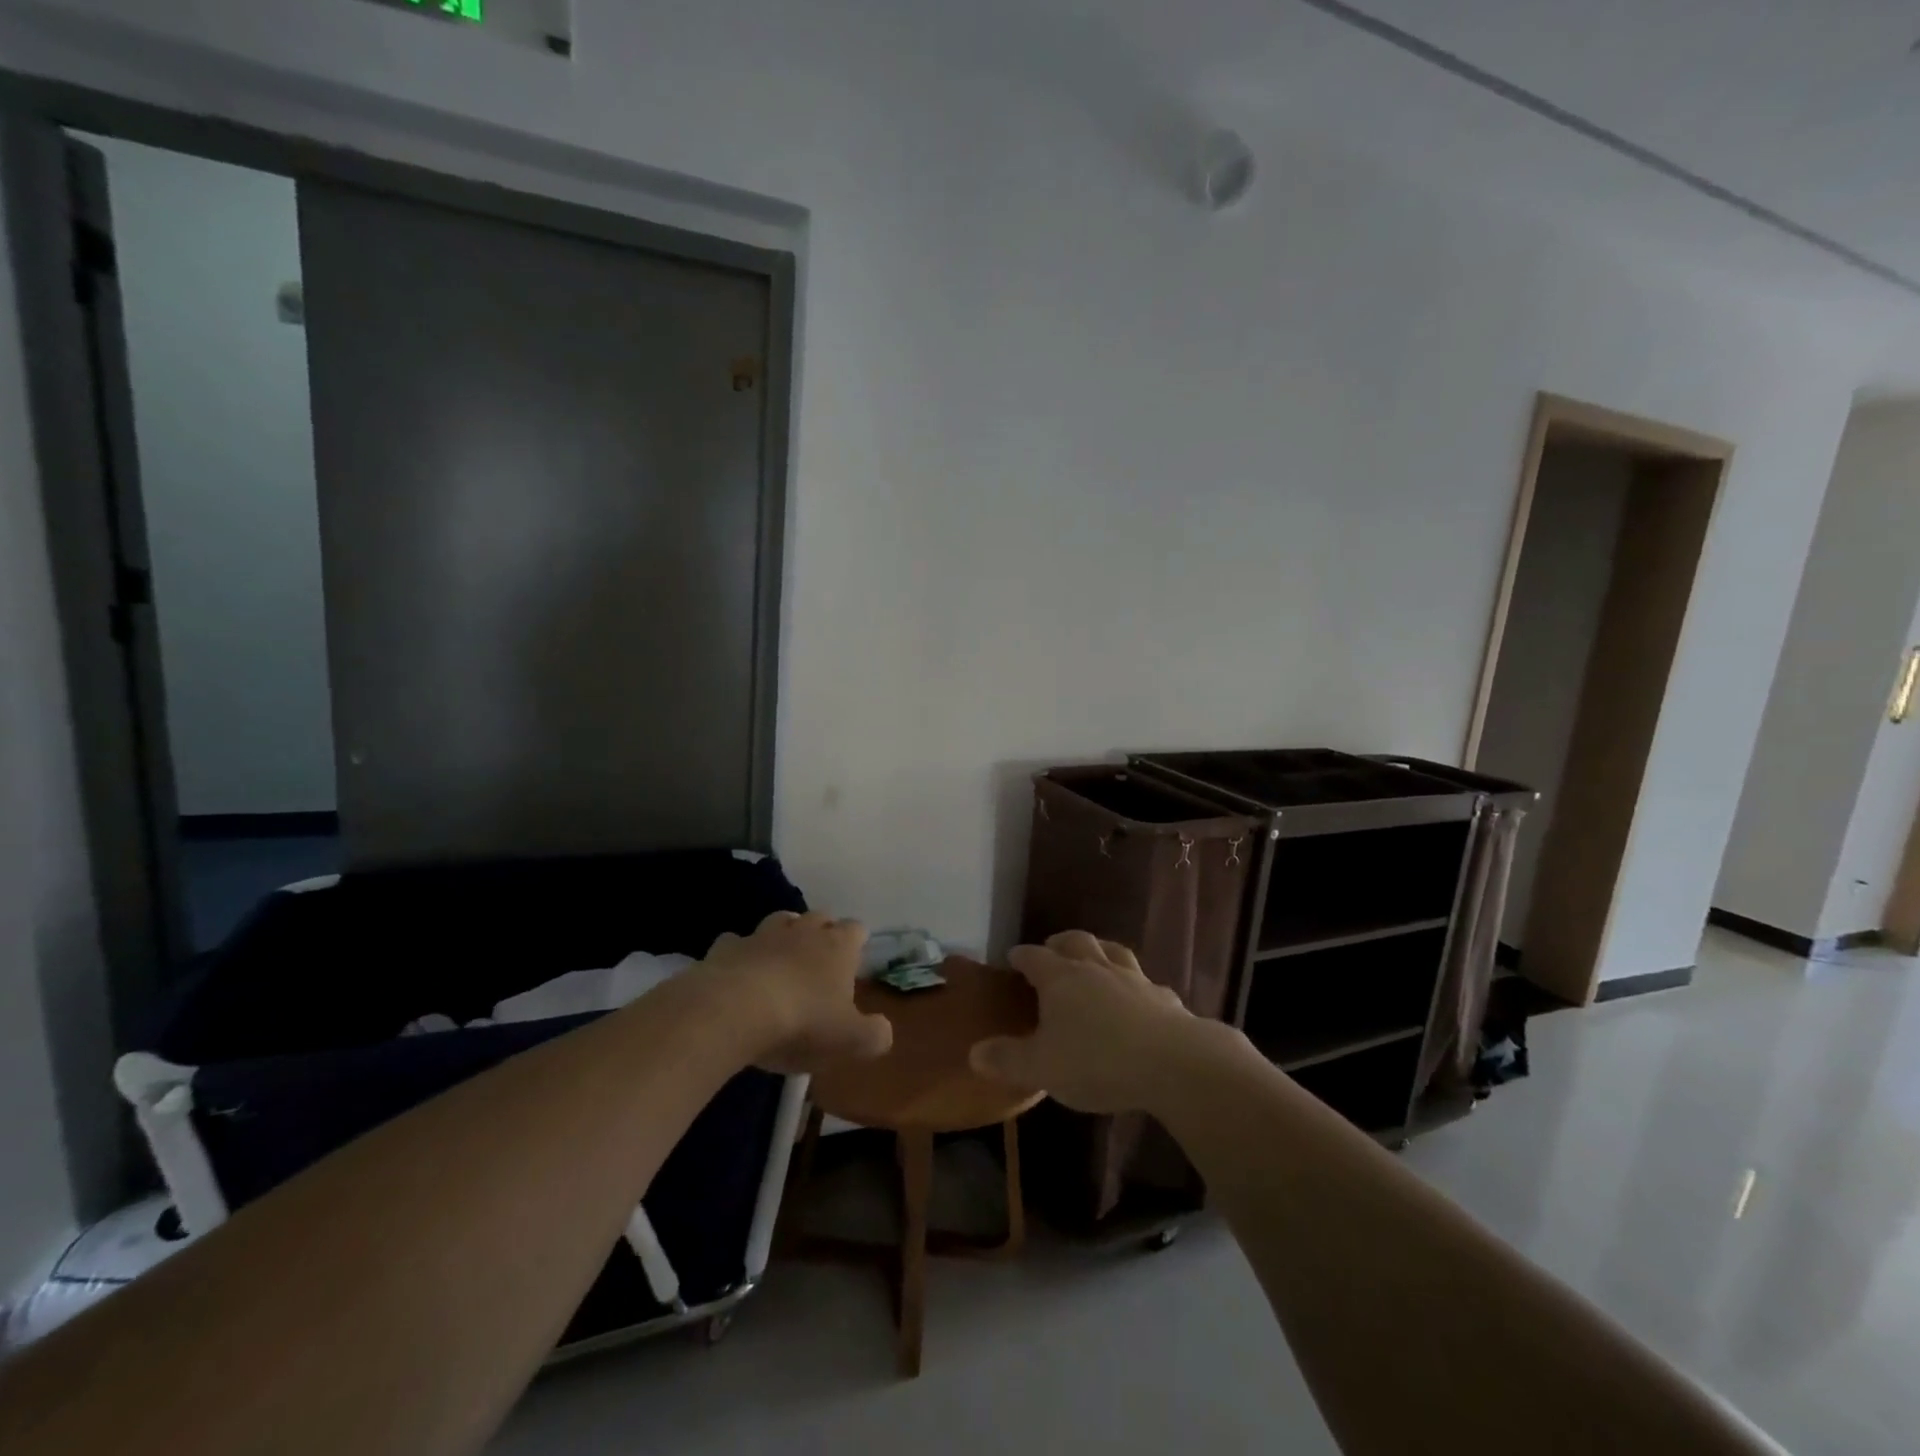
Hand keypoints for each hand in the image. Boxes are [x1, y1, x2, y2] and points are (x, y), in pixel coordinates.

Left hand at [702, 911, 892, 1074]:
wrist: (732, 1011)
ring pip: (779, 921)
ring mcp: (762, 935)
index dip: (857, 942)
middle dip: (822, 932)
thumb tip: (883, 1031)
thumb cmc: (801, 1022)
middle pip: (819, 917)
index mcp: (837, 946)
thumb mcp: (850, 1040)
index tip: (855, 960)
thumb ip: (874, 1035)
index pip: (856, 929)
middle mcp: (803, 931)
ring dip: (784, 934)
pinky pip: (736, 942)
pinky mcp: (726, 947)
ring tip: (782, 958)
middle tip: (820, 959)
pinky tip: (738, 971)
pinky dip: (740, 953)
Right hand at [969, 930, 1202, 1112]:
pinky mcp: (1164, 998)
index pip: (1034, 957)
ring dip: (1100, 951)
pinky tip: (1140, 999)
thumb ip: (1007, 1059)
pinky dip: (1137, 986)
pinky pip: (1146, 984)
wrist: (1172, 1063)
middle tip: (1052, 950)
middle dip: (1061, 943)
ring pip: (1113, 952)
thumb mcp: (1041, 1068)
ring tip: (1094, 959)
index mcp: (1061, 978)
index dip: (1022, 956)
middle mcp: (1096, 968)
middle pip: (1076, 942)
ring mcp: (1134, 979)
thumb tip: (974, 1052)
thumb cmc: (1096, 1061)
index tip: (1013, 957)